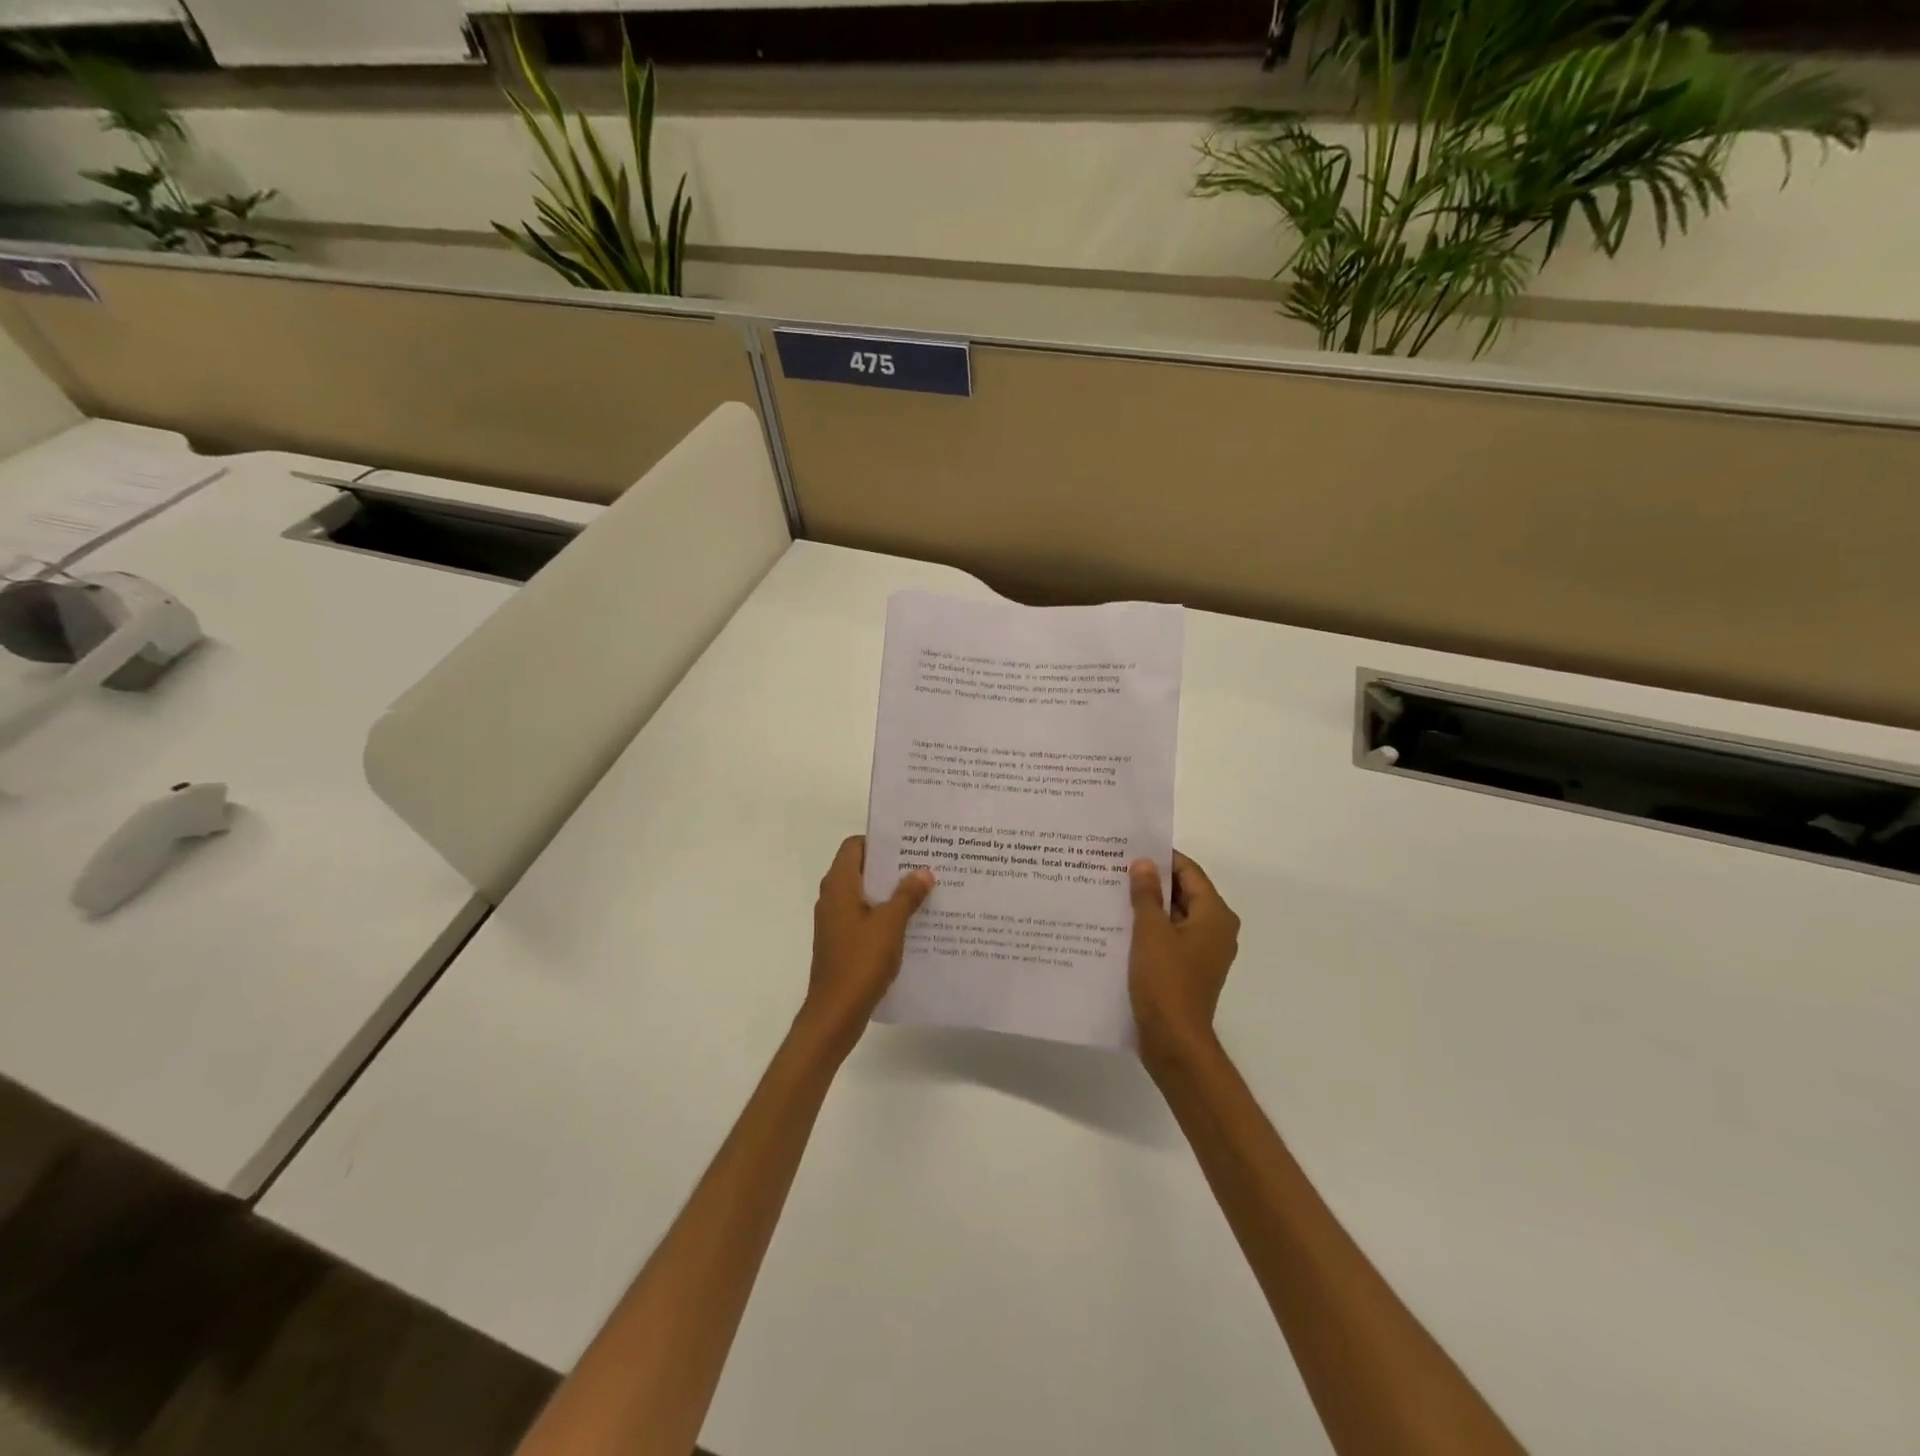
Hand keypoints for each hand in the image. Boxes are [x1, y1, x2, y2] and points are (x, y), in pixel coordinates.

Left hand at [800, 835, 934, 1057]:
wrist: (836, 1013)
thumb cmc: (860, 961)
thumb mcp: (890, 924)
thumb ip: (907, 895)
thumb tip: (923, 871)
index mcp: (839, 885)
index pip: (854, 846)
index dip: (879, 841)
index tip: (909, 843)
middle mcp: (833, 897)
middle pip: (862, 869)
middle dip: (892, 866)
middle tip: (925, 864)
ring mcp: (836, 921)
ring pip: (866, 894)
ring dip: (891, 891)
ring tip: (926, 890)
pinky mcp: (842, 941)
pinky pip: (865, 916)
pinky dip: (885, 914)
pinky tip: (913, 922)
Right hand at [1128, 851, 1240, 1071]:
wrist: (1174, 1043)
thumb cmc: (1166, 982)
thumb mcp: (1150, 932)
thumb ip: (1146, 894)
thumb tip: (1144, 862)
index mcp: (1215, 915)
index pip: (1189, 871)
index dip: (1161, 858)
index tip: (1130, 849)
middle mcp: (1216, 929)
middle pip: (1184, 892)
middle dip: (1152, 881)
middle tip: (1115, 867)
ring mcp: (1203, 951)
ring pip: (1175, 916)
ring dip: (1148, 905)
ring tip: (1112, 891)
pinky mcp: (1189, 969)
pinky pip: (1170, 937)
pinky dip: (1150, 928)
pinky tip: (1120, 924)